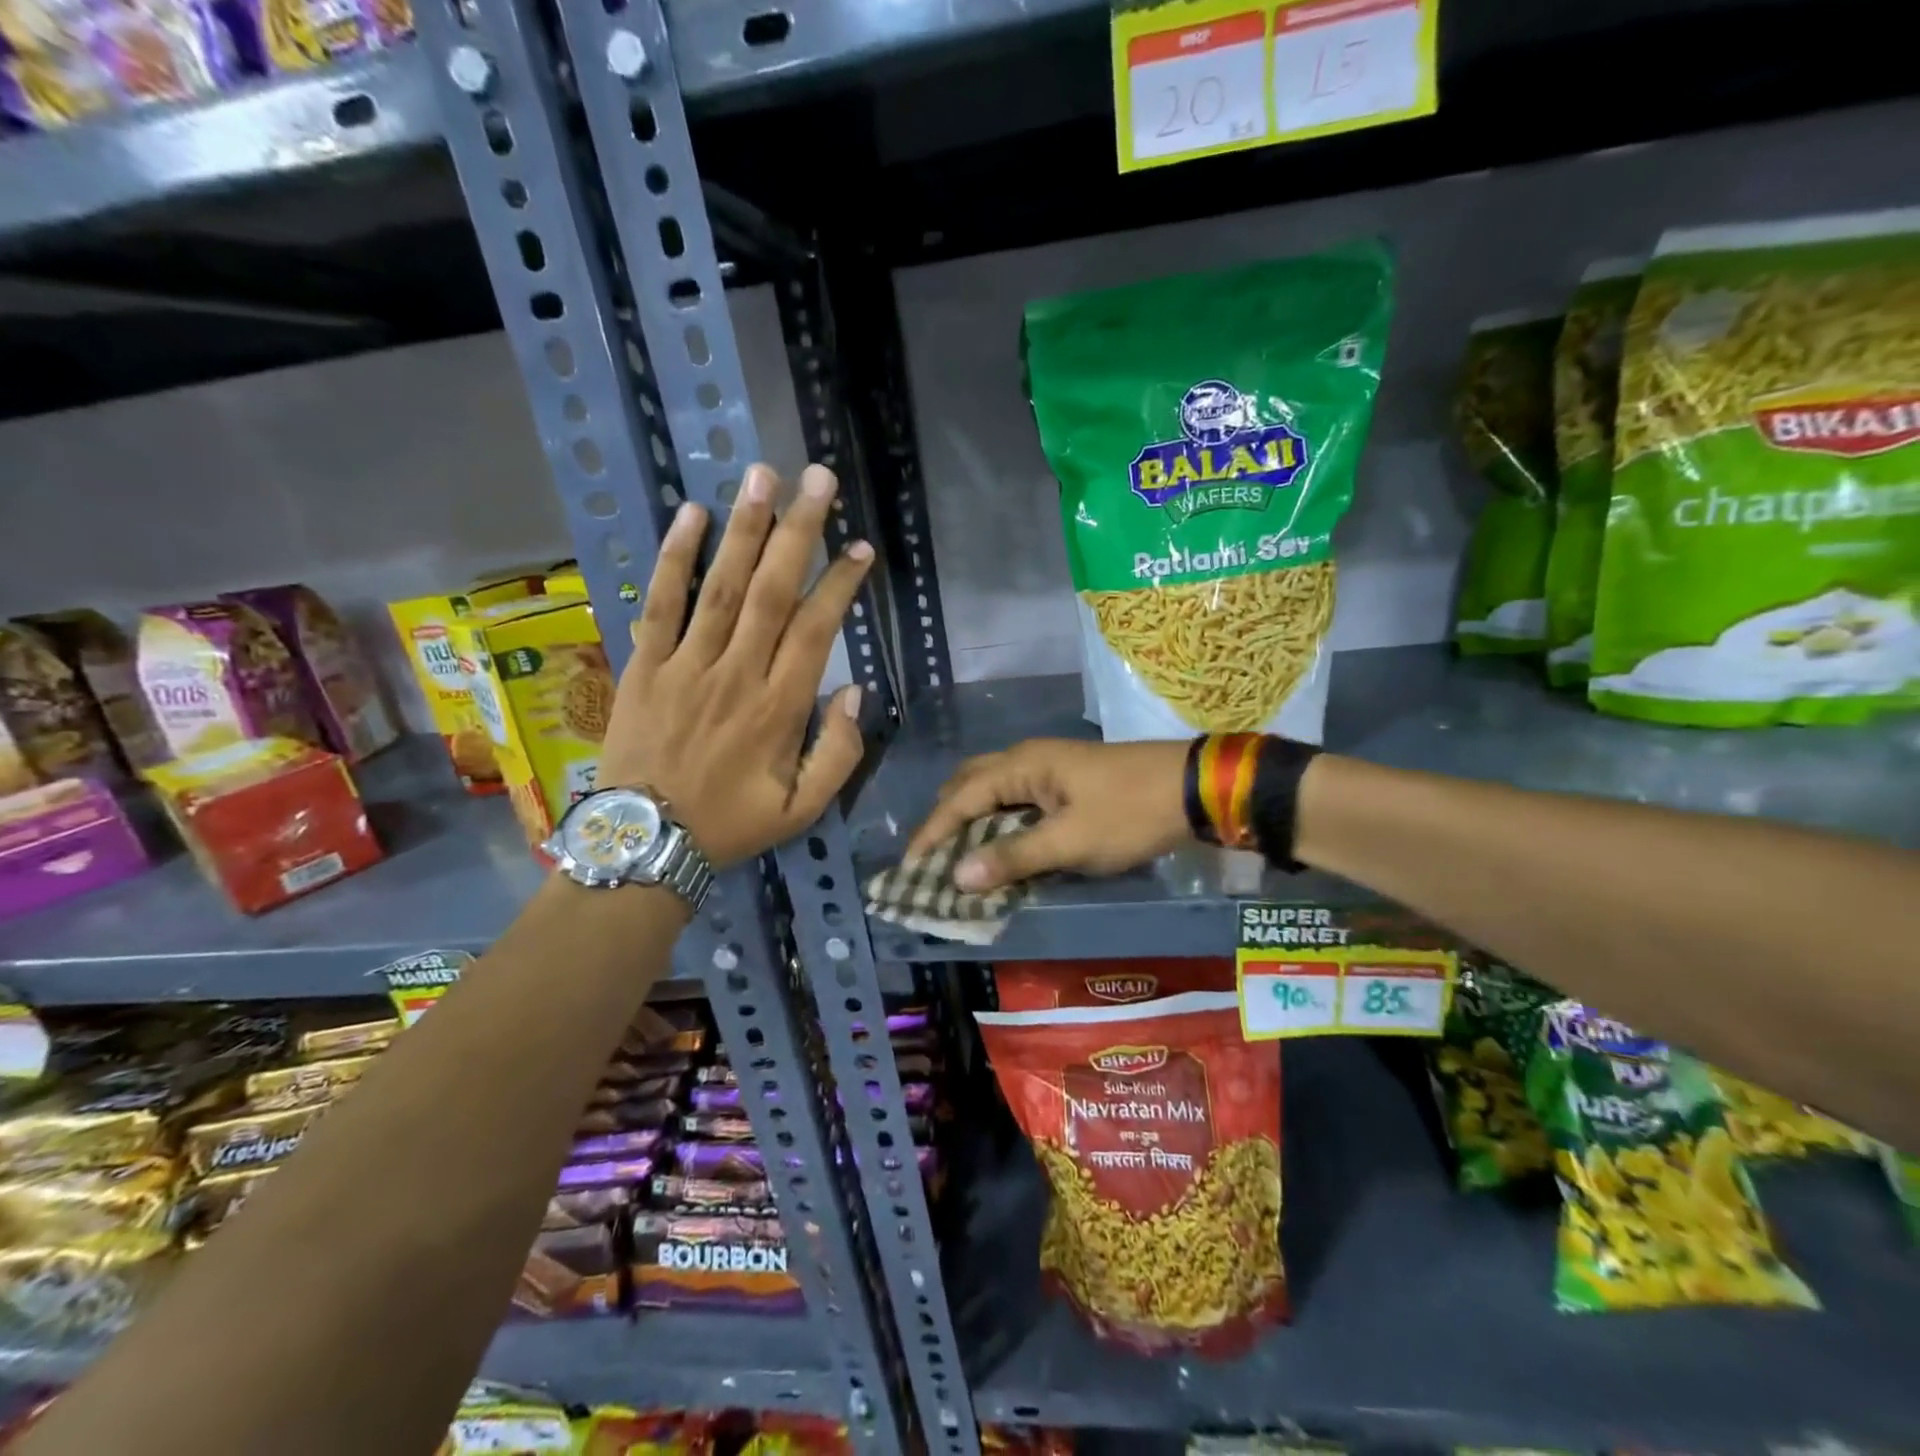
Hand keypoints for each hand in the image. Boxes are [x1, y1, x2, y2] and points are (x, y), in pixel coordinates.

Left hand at [597, 463, 871, 867]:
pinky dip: (675, 558)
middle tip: (817, 478)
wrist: (645, 843)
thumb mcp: (802, 811)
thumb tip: (855, 692)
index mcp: (779, 708)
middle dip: (798, 531)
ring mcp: (686, 665)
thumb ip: (839, 755)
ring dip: (744, 529)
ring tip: (762, 475)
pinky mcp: (644, 665)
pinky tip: (691, 515)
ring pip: (721, 587)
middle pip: (772, 591)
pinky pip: (661, 604)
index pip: (816, 629)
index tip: (861, 547)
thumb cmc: (730, 825)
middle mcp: (736, 674)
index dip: (841, 583)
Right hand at [905, 738, 1193, 891]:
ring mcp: (1047, 767)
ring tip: (958, 855)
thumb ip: (1014, 858)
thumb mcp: (1071, 841)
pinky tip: (1000, 844)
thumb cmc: (1129, 813)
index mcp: (1021, 766)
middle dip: (946, 819)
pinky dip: (997, 820)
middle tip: (932, 858)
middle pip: (969, 785)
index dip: (932, 833)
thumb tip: (957, 875)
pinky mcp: (1065, 780)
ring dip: (971, 820)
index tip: (910, 866)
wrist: (1192, 788)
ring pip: (992, 790)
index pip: (960, 799)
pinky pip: (1015, 798)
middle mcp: (1026, 759)